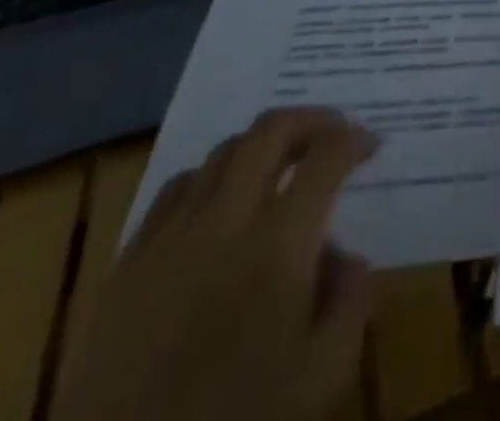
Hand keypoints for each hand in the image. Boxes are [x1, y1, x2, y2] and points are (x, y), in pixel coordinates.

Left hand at [52, 108, 378, 420]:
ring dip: (260, 145)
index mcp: (279, 246)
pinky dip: (209, 177)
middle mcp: (225, 223)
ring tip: (279, 166)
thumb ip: (351, 305)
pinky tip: (218, 204)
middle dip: (312, 120)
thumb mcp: (321, 378)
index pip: (326, 157)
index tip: (371, 145)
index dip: (355, 139)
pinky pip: (173, 191)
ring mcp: (170, 239)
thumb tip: (350, 259)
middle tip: (333, 134)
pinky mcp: (127, 265)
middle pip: (270, 130)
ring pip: (222, 152)